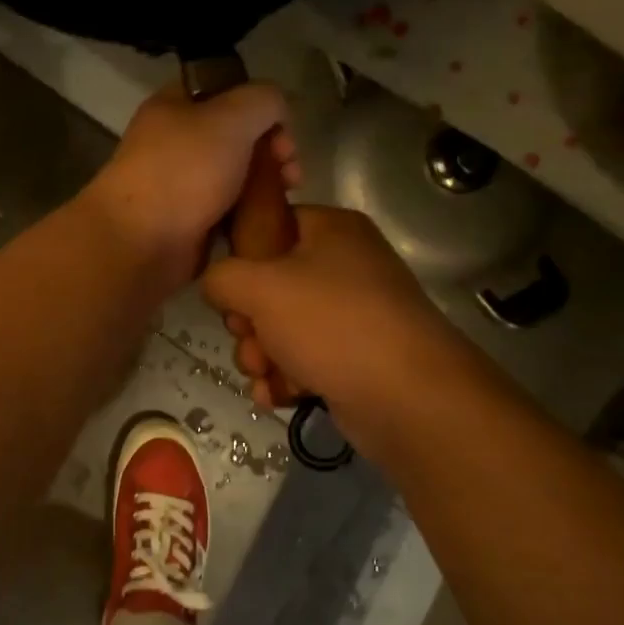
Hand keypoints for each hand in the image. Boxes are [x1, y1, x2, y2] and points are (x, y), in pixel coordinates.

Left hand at [84, 81, 301, 293]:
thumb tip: (277, 113)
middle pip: (239, 137)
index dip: (262, 106)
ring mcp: (182, 184)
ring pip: (238, 176)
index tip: (283, 131)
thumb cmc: (185, 171)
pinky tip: (268, 222)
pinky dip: (251, 215)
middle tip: (291, 173)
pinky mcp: (190, 223)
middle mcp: (176, 142)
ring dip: (267, 185)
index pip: (230, 91)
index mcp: (175, 106)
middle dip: (273, 150)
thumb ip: (264, 100)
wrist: (141, 242)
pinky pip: (231, 211)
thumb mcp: (232, 117)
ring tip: (285, 199)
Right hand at [201, 205, 448, 409]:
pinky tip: (279, 394)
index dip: (241, 257)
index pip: (270, 225)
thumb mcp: (260, 287)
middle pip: (269, 286)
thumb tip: (216, 284)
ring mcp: (352, 315)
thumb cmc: (331, 325)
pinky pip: (303, 359)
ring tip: (267, 373)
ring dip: (261, 355)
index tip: (231, 289)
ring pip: (281, 329)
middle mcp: (345, 267)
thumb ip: (221, 276)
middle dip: (248, 322)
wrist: (408, 398)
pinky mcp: (354, 357)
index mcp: (331, 231)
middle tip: (249, 338)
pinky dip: (286, 377)